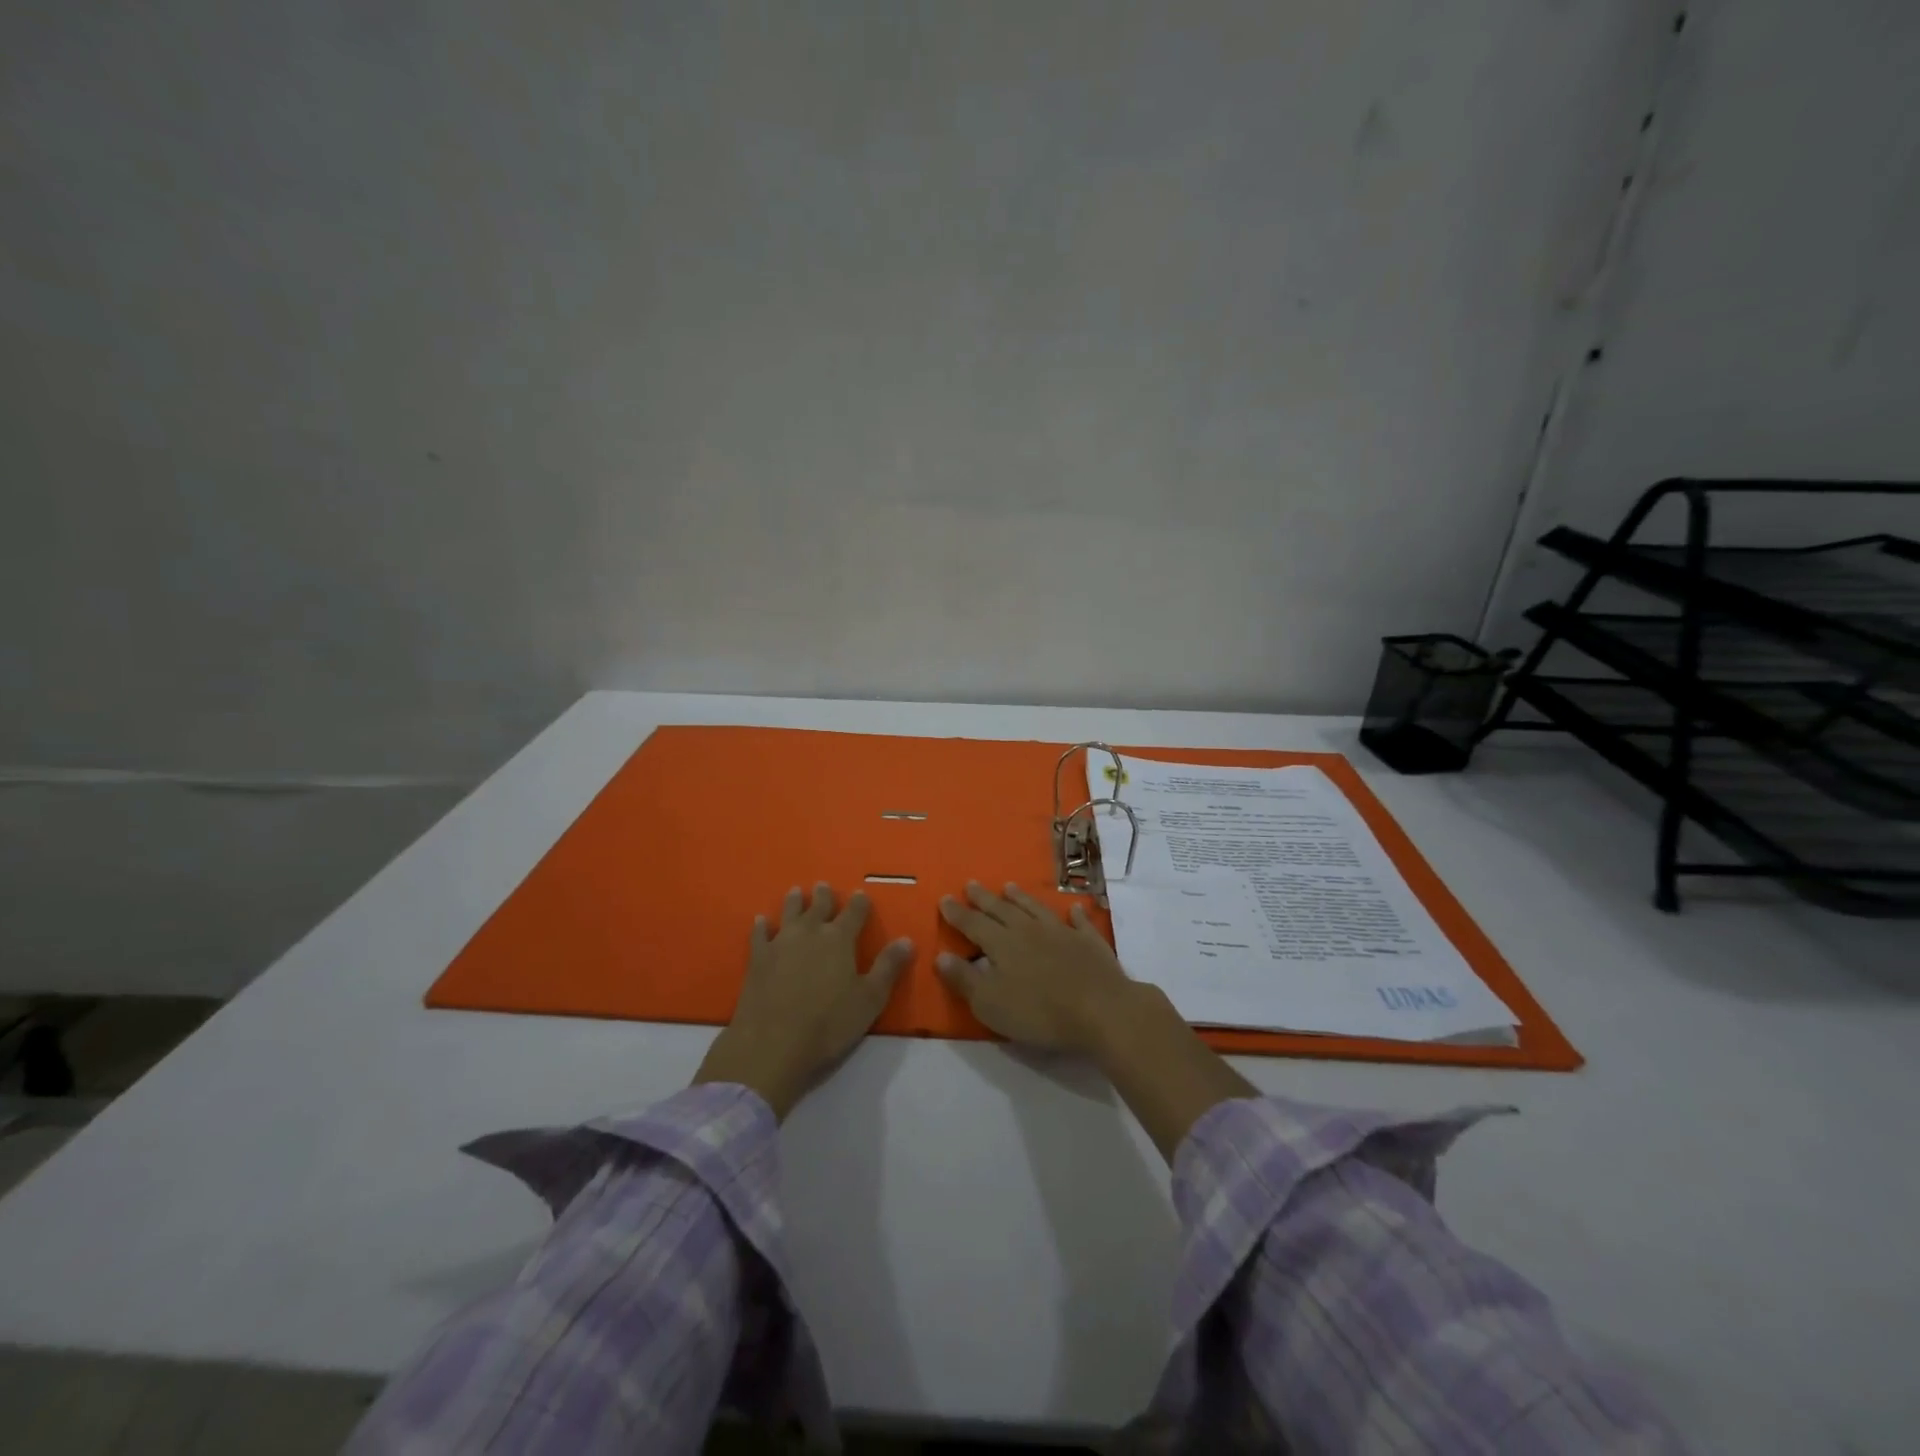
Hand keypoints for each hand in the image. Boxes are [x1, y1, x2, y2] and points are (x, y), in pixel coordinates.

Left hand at [693, 883, 913, 1119]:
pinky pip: (760, 934)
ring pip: (789, 913)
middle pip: (819, 906)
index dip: (859, 903)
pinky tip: (760, 921)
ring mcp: (781, 943)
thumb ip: (888, 967)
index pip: (854, 912)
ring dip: (794, 902)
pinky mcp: (758, 959)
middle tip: (823, 886)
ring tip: (796, 892)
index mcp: (840, 939)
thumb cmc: (829, 1024)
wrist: (773, 1044)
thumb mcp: (870, 999)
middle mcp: (810, 932)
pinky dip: (761, 925)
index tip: (860, 894)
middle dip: (824, 896)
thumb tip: (907, 939)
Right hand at [935, 881, 1141, 1053]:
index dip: (958, 913)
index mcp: (1002, 944)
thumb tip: (940, 956)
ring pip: (1036, 909)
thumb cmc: (1039, 1012)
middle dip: (984, 898)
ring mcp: (1062, 932)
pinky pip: (1079, 922)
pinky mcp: (1089, 942)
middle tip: (971, 884)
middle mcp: (1029, 930)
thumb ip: (964, 979)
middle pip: (1002, 910)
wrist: (1100, 1009)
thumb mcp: (990, 1003)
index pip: (973, 924)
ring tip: (1009, 886)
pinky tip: (1073, 908)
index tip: (945, 898)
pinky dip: (1074, 914)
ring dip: (1021, 898)